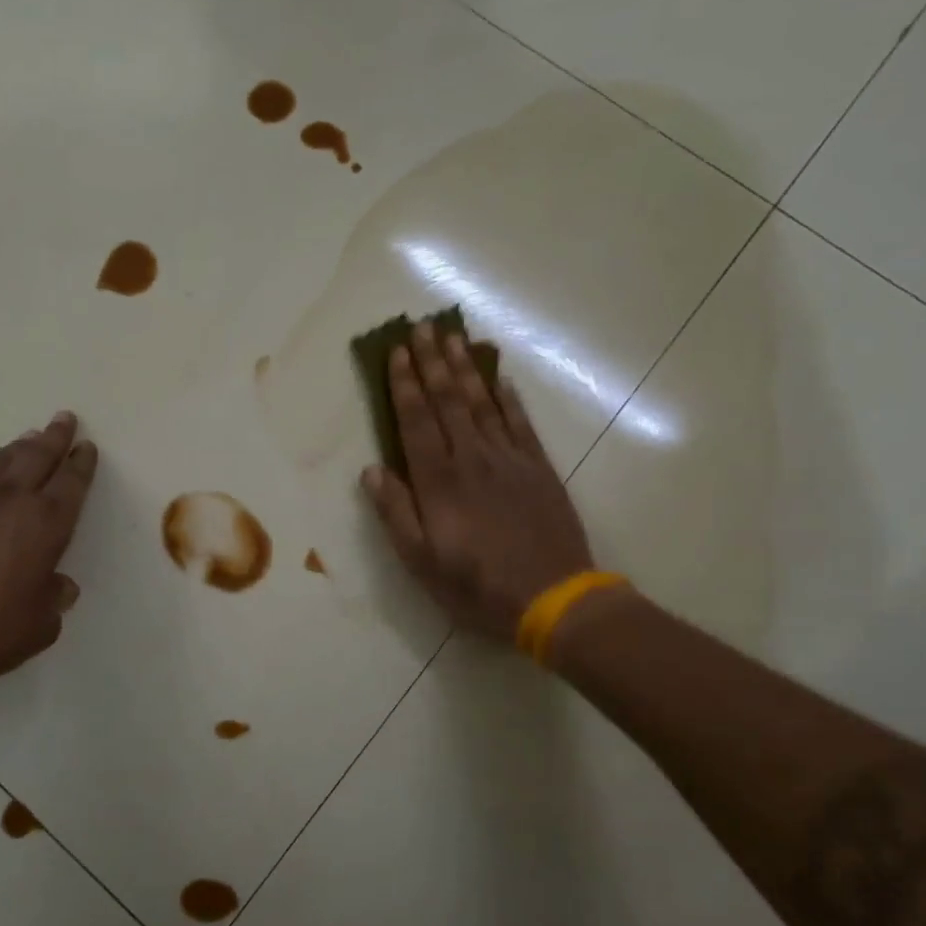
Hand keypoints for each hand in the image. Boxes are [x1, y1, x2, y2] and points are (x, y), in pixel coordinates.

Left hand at [0, 411, 97, 719]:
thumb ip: (54, 600)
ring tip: (29, 437)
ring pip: (0, 462)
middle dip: (54, 438)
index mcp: (44, 526)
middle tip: (64, 419)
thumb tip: (60, 586)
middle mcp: (10, 504)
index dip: (81, 464)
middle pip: (37, 458)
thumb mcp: (38, 626)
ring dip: (20, 447)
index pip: (71, 484)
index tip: (86, 447)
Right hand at [362, 324, 593, 643]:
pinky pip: (520, 423)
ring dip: (466, 368)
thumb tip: (373, 469)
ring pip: (483, 403)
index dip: (404, 384)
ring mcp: (509, 459)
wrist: (553, 599)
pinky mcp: (538, 468)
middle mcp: (472, 458)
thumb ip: (396, 512)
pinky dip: (508, 397)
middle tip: (423, 326)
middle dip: (433, 361)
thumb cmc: (476, 585)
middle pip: (448, 400)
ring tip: (454, 337)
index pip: (416, 420)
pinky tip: (499, 379)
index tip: (396, 351)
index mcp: (439, 480)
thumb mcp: (421, 561)